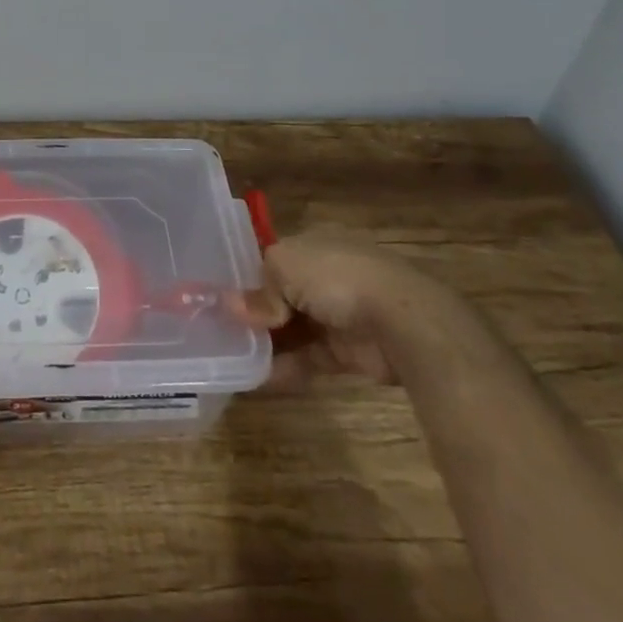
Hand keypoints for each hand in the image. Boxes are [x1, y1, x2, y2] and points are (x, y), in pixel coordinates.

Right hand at [240, 234, 450, 389]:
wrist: (401, 320)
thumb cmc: (336, 277)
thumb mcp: (284, 267)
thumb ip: (259, 290)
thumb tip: (233, 308)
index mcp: (314, 244)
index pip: (274, 258)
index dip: (248, 276)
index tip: (220, 296)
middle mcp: (327, 275)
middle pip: (282, 294)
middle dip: (255, 312)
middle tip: (223, 329)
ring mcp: (339, 314)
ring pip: (294, 328)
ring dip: (268, 342)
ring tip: (233, 356)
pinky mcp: (349, 351)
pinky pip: (309, 357)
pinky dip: (286, 367)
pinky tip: (258, 377)